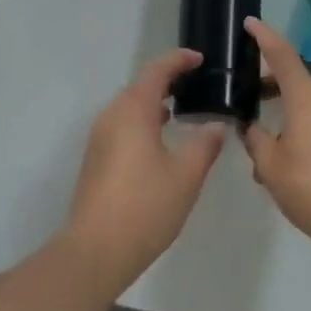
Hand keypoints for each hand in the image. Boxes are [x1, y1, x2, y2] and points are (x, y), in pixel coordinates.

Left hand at [64, 49, 227, 294]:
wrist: (95, 251)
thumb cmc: (145, 207)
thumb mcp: (186, 176)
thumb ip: (204, 145)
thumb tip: (216, 125)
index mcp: (134, 109)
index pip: (157, 70)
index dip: (178, 60)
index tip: (199, 59)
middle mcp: (112, 114)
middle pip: (140, 85)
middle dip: (167, 80)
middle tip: (194, 84)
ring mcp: (100, 136)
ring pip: (129, 106)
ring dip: (153, 101)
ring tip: (180, 110)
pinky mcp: (95, 158)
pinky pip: (122, 124)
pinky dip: (142, 120)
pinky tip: (158, 140)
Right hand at [242, 18, 310, 260]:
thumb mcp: (271, 167)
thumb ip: (255, 140)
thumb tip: (250, 127)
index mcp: (307, 97)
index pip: (282, 54)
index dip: (264, 36)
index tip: (250, 22)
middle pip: (296, 78)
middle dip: (271, 83)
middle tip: (248, 95)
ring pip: (309, 102)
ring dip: (287, 110)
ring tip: (265, 140)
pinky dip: (303, 125)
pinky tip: (291, 157)